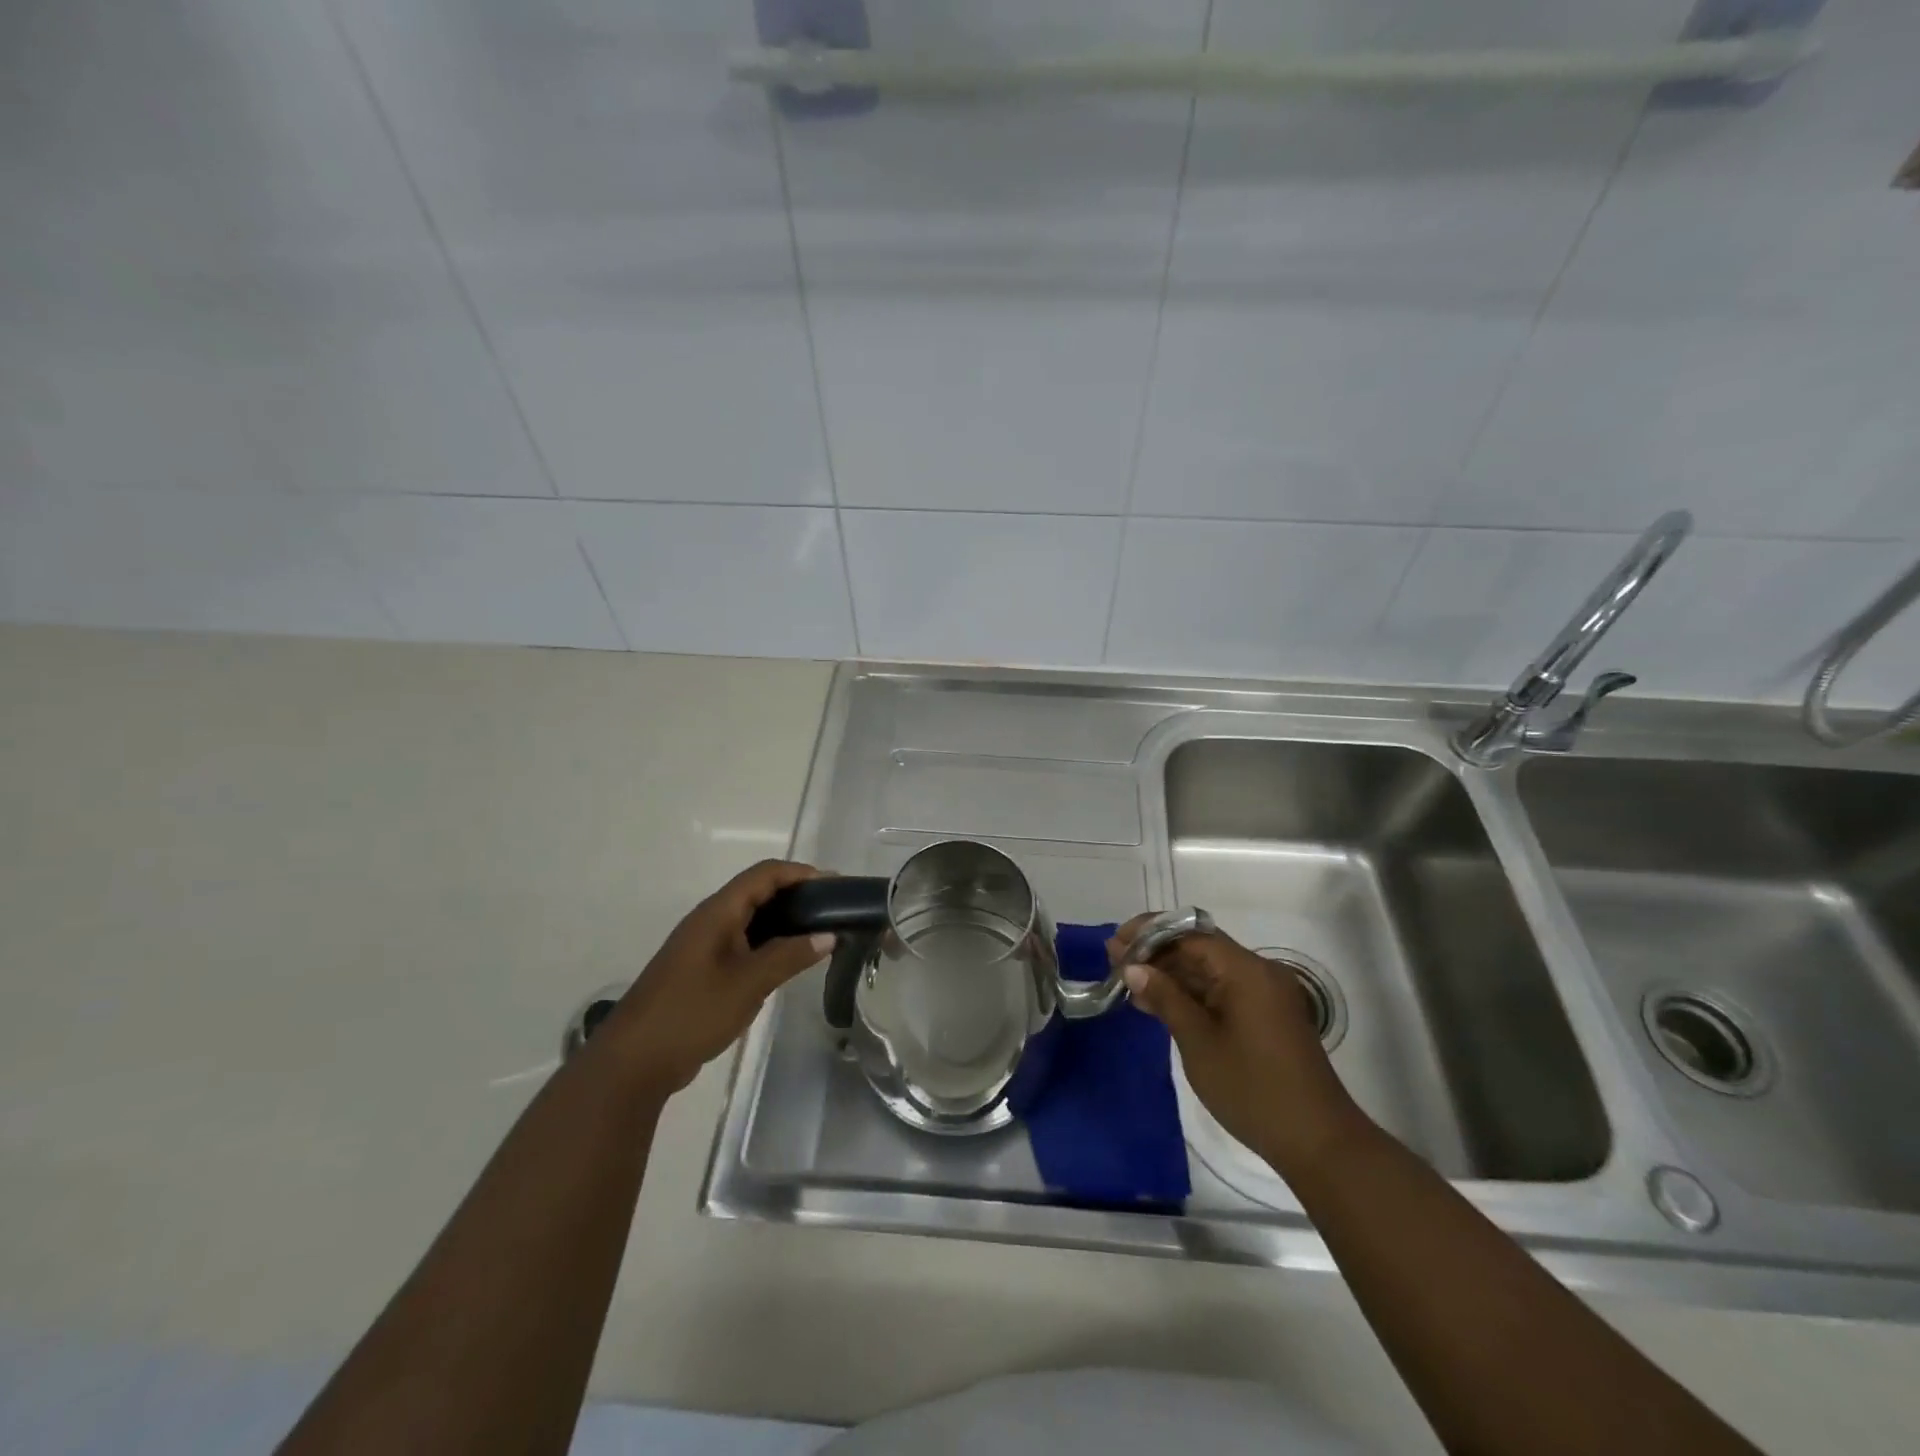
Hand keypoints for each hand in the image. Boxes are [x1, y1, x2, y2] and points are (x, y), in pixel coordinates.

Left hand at [608, 860, 832, 1096]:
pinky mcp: (702, 970)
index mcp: (717, 912)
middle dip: (796, 895)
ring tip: (819, 933)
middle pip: (758, 892)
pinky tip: (788, 961)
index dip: (800, 873)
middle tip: (833, 910)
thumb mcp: (748, 984)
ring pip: (750, 919)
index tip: (834, 886)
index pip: (764, 874)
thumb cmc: (692, 1012)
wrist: (634, 1062)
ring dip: (784, 920)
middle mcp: (710, 920)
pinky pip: (742, 943)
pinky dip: (769, 943)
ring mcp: (703, 946)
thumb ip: (790, 956)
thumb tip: (829, 935)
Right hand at [1112, 917, 1365, 1175]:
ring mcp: (1266, 996)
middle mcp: (1260, 973)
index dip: (1150, 934)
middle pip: (1200, 949)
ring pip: (1210, 971)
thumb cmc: (1252, 1089)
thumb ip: (1165, 998)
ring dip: (1172, 975)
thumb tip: (1133, 967)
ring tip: (1129, 984)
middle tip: (1115, 963)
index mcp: (1246, 971)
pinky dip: (1192, 995)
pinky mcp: (1267, 1018)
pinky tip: (1160, 1005)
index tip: (1116, 943)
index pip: (1190, 935)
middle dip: (1157, 953)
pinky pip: (1223, 992)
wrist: (1318, 1143)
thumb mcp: (1199, 1042)